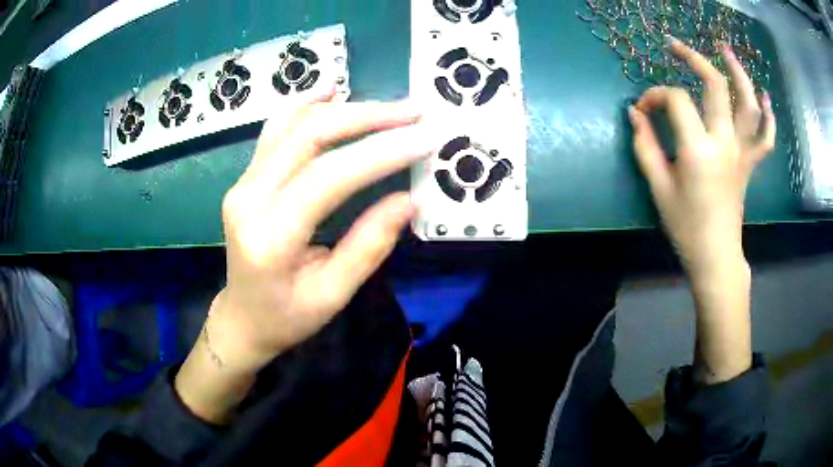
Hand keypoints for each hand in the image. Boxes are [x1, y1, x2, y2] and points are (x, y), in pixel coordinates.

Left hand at [176, 94, 434, 421]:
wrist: (241, 317)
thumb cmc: (286, 317)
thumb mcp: (332, 296)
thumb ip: (369, 246)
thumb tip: (411, 199)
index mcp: (270, 237)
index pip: (328, 178)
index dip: (380, 153)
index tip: (424, 139)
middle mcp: (248, 199)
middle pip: (308, 136)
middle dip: (366, 117)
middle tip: (413, 112)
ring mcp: (242, 183)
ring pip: (292, 124)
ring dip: (344, 108)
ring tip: (388, 106)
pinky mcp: (246, 177)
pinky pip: (276, 130)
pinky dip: (307, 105)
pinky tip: (332, 91)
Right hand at [628, 37, 774, 278]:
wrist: (715, 255)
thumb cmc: (685, 226)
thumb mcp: (658, 186)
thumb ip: (644, 145)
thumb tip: (634, 113)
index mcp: (699, 149)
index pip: (675, 100)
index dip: (655, 96)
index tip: (643, 109)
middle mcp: (725, 142)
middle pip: (715, 85)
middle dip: (692, 58)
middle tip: (674, 45)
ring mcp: (742, 152)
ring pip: (748, 103)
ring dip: (738, 73)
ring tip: (725, 51)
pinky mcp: (750, 163)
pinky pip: (765, 137)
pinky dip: (768, 116)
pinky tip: (765, 97)